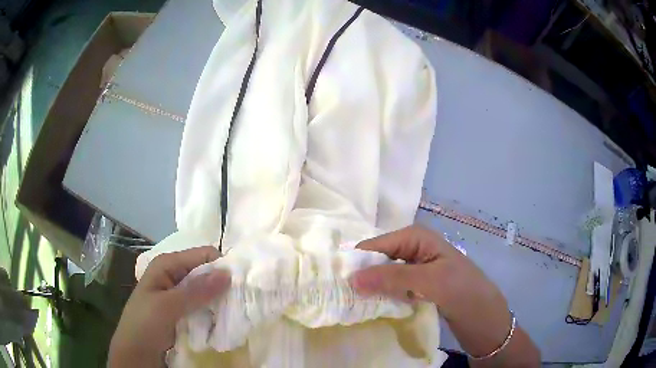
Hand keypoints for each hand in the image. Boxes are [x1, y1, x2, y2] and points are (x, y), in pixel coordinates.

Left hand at [108, 246, 230, 367]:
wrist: (135, 351)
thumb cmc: (145, 323)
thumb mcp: (168, 307)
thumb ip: (196, 291)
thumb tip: (228, 273)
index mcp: (168, 264)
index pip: (204, 256)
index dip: (222, 267)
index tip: (240, 286)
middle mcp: (175, 275)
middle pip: (207, 273)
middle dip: (222, 287)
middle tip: (239, 303)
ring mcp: (179, 294)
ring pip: (207, 292)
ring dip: (219, 302)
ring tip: (233, 315)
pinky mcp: (184, 310)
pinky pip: (204, 307)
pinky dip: (213, 313)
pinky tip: (221, 322)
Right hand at [349, 226, 539, 366]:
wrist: (486, 318)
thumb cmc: (464, 292)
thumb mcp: (430, 281)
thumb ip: (392, 277)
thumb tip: (351, 277)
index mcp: (418, 237)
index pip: (378, 245)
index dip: (357, 261)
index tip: (335, 280)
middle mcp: (415, 249)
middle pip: (379, 258)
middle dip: (362, 274)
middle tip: (340, 294)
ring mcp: (416, 269)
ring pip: (384, 274)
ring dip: (371, 286)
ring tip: (349, 302)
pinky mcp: (417, 287)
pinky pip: (393, 287)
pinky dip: (382, 295)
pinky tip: (371, 306)